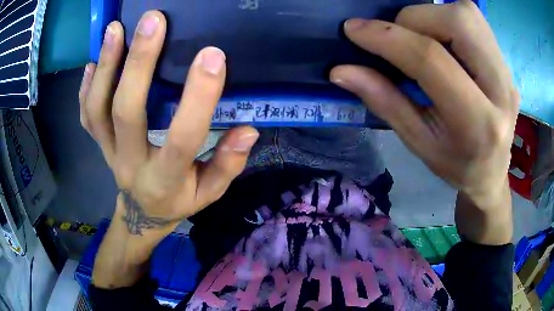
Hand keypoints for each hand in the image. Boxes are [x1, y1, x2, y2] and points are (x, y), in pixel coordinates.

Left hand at [79, 11, 258, 235]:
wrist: (142, 214)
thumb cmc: (178, 201)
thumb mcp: (209, 193)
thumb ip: (227, 164)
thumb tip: (248, 130)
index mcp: (165, 178)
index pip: (183, 137)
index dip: (198, 97)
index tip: (212, 56)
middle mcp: (131, 162)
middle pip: (127, 112)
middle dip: (139, 63)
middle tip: (153, 21)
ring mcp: (108, 151)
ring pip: (98, 110)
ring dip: (105, 67)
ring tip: (115, 29)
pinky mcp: (98, 143)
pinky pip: (86, 116)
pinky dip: (86, 88)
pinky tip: (92, 62)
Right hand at [330, 1, 517, 211]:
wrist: (492, 172)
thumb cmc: (456, 165)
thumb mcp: (419, 143)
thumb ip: (385, 102)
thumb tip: (342, 71)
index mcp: (478, 124)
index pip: (431, 60)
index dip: (387, 38)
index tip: (353, 30)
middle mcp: (500, 90)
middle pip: (458, 22)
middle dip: (415, 19)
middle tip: (399, 38)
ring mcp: (507, 72)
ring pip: (467, 13)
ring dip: (432, 15)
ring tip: (421, 39)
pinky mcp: (505, 62)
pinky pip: (473, 20)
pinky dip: (447, 19)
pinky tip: (441, 40)